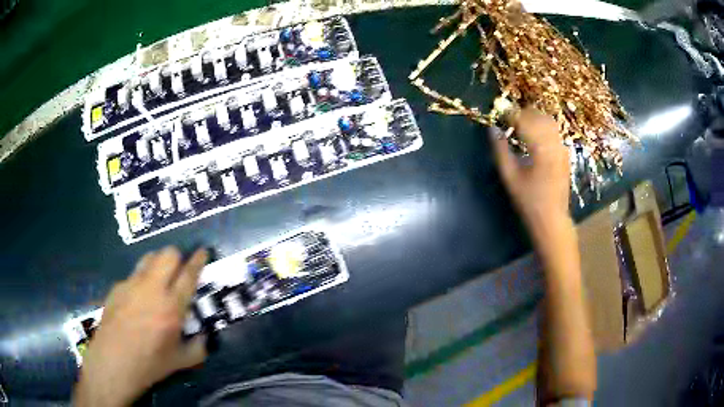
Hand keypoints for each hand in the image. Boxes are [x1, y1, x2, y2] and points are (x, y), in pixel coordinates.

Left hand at [74, 247, 208, 406]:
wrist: (114, 362)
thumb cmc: (150, 363)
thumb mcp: (181, 361)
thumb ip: (198, 348)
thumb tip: (204, 338)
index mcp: (171, 307)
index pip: (188, 274)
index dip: (198, 260)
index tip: (202, 251)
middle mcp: (152, 289)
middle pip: (167, 254)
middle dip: (177, 257)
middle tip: (179, 270)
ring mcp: (131, 284)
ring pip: (149, 258)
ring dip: (158, 263)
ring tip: (158, 280)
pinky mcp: (117, 286)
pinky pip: (133, 275)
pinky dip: (141, 281)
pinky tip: (137, 301)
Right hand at [491, 107, 570, 233]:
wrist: (552, 218)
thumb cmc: (529, 201)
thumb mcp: (510, 177)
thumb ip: (500, 150)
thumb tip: (492, 129)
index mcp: (540, 149)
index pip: (524, 120)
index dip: (511, 115)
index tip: (500, 117)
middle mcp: (554, 144)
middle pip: (538, 116)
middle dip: (522, 114)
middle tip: (509, 121)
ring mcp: (562, 148)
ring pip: (548, 121)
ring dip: (534, 118)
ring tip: (521, 126)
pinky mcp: (565, 153)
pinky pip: (554, 131)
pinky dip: (543, 127)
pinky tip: (535, 137)